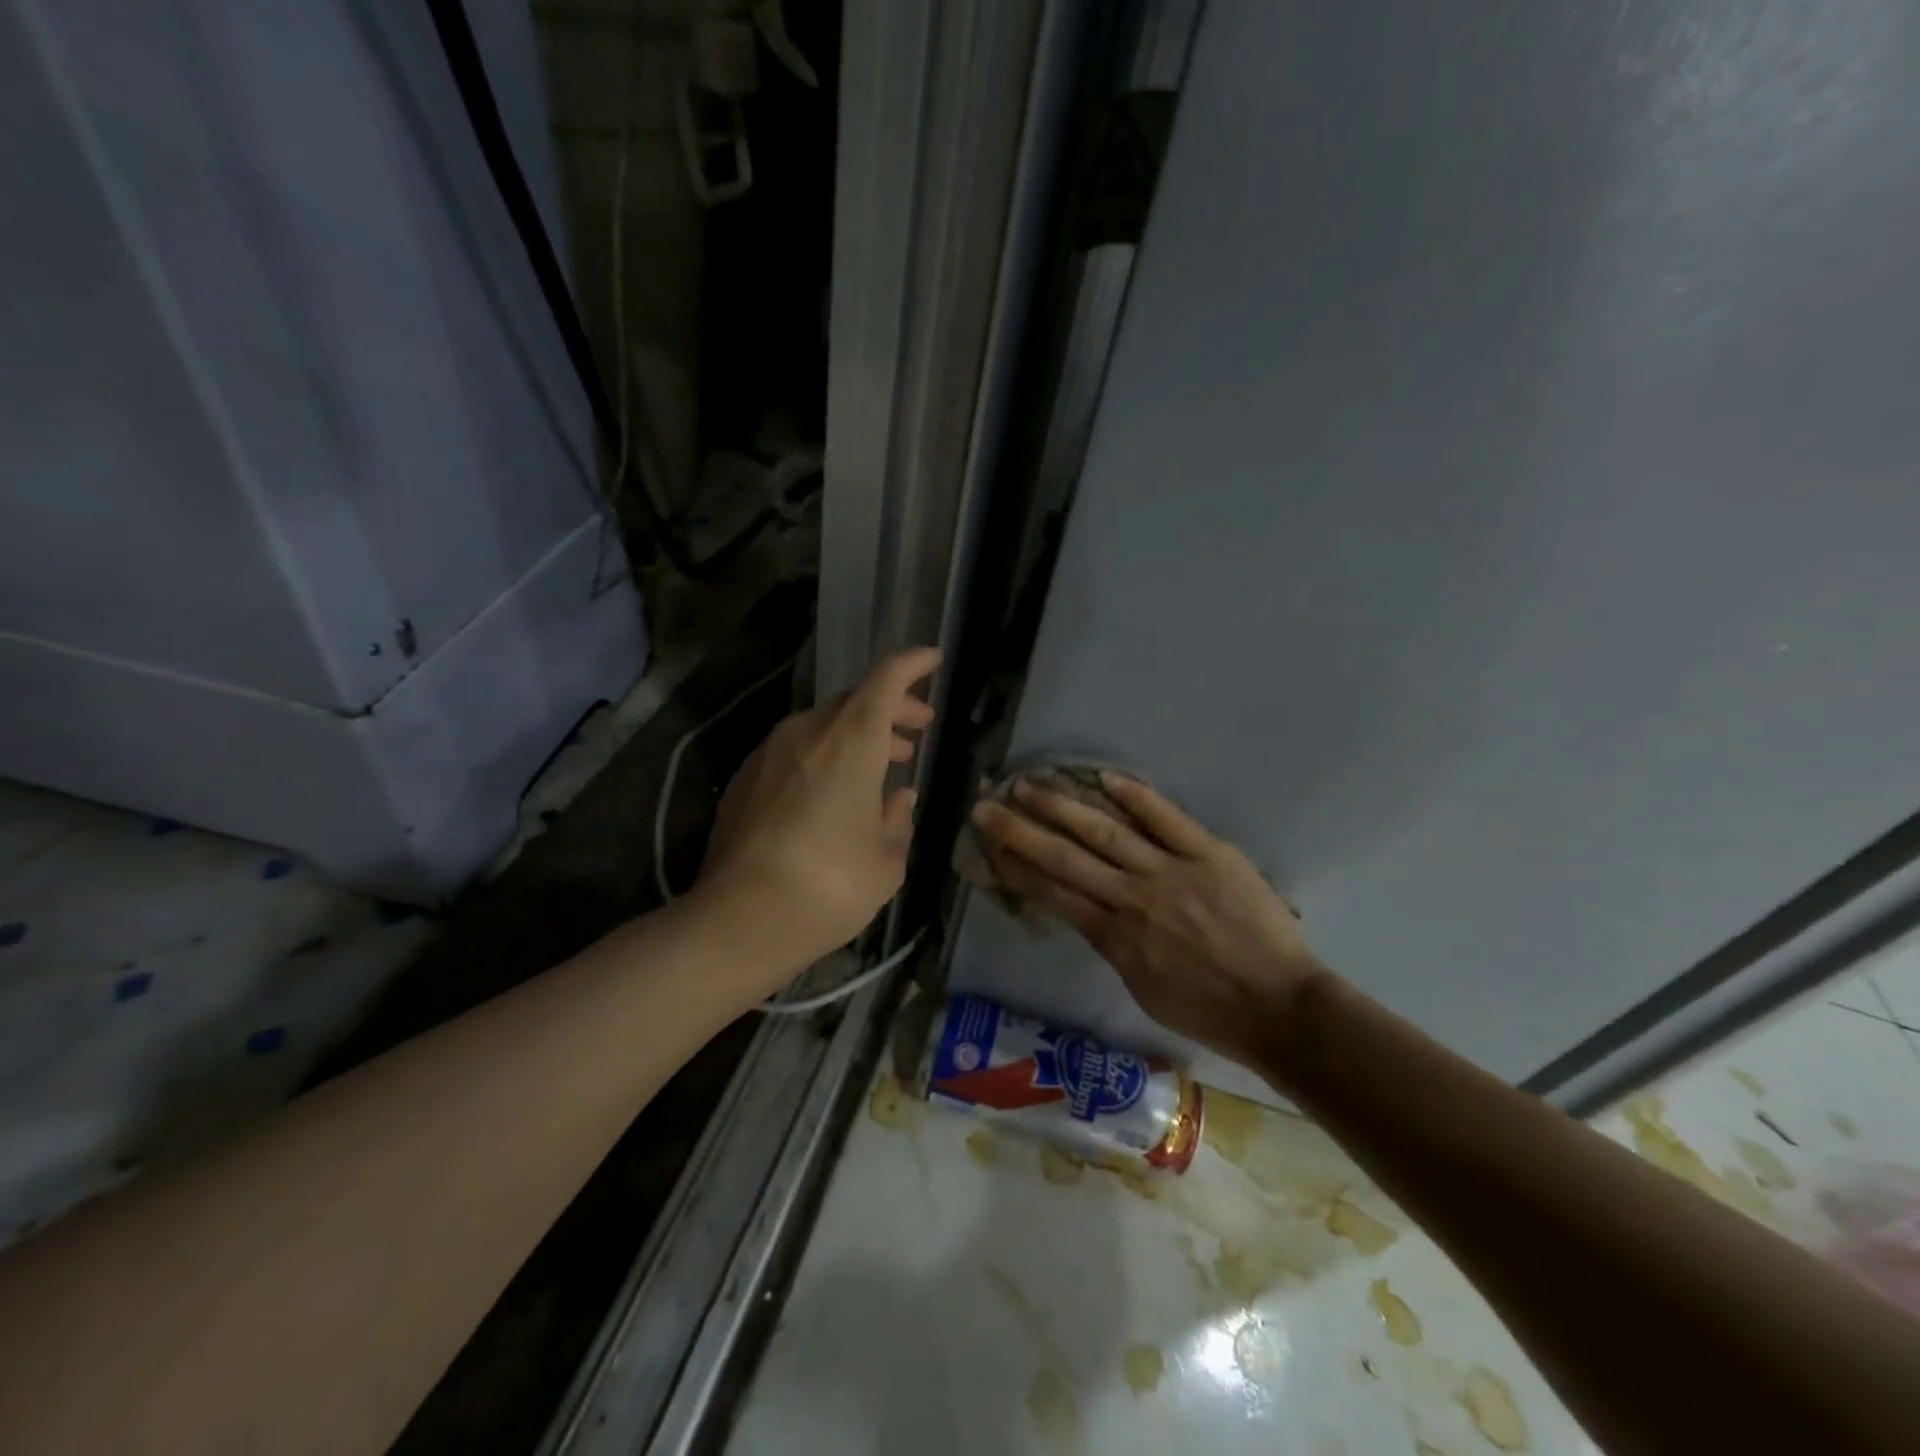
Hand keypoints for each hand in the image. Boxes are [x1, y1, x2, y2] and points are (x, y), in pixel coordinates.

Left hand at [699, 647, 938, 969]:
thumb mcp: (886, 861)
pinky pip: (796, 750)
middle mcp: (808, 733)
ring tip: (883, 761)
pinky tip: (833, 792)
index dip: (913, 664)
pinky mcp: (745, 779)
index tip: (933, 660)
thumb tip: (899, 798)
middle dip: (891, 709)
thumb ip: (897, 820)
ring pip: (823, 725)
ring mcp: (769, 753)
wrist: (738, 919)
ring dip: (858, 735)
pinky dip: (825, 756)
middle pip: (855, 701)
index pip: (886, 678)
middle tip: (917, 728)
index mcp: (851, 741)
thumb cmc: (830, 886)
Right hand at [972, 773, 1328, 1069]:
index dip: (1017, 867)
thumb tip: (1088, 913)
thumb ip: (1111, 946)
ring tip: (1029, 785)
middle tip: (987, 806)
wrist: (1279, 1009)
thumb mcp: (1142, 989)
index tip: (989, 847)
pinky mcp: (1209, 854)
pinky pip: (1167, 819)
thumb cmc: (1208, 1010)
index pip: (1053, 893)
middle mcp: (1132, 898)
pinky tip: (1104, 777)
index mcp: (1114, 937)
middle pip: (1066, 858)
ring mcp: (1170, 872)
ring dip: (1063, 806)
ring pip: (1106, 832)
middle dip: (1020, 831)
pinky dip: (1136, 796)